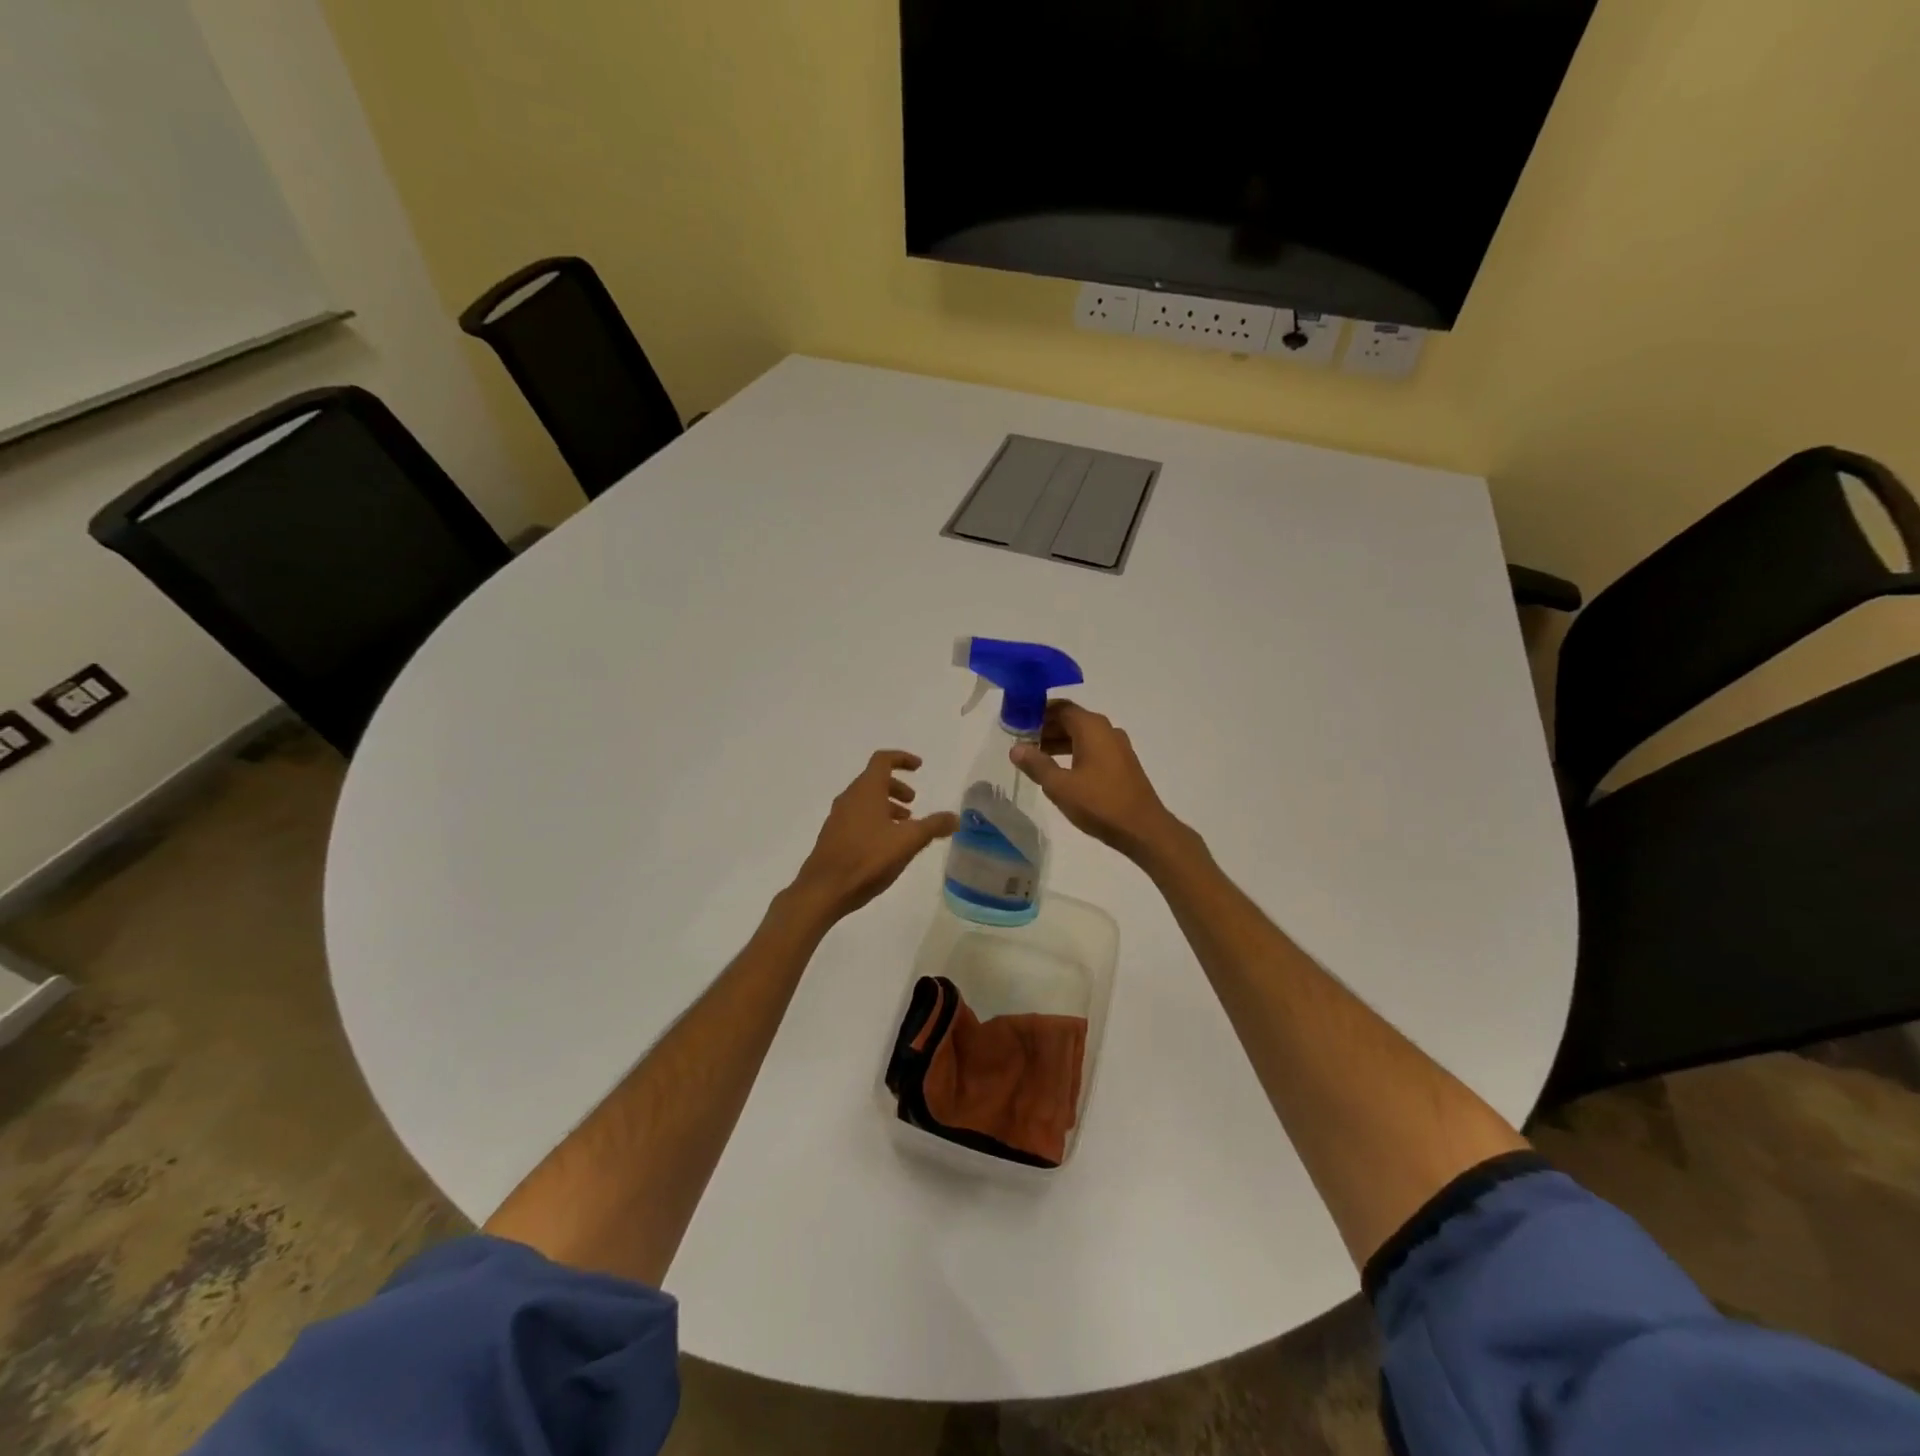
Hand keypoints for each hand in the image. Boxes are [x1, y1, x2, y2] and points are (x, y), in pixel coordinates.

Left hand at [791, 751, 958, 922]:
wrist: (824, 889)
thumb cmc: (868, 858)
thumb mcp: (908, 842)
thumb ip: (933, 826)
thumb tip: (955, 817)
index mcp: (866, 790)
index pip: (883, 760)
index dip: (902, 759)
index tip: (919, 767)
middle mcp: (849, 798)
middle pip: (874, 780)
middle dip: (896, 787)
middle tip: (913, 803)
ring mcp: (838, 817)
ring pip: (865, 801)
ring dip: (886, 806)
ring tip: (904, 826)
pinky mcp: (833, 836)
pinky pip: (857, 818)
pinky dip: (874, 820)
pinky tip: (885, 845)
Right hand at [1011, 701, 1181, 861]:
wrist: (1143, 829)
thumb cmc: (1099, 803)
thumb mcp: (1060, 786)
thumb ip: (1036, 764)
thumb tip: (1016, 748)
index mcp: (1091, 727)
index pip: (1059, 707)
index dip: (1036, 713)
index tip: (1016, 723)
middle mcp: (1106, 729)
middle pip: (1070, 719)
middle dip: (1045, 728)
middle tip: (1021, 742)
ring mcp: (1117, 746)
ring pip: (1081, 735)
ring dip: (1058, 742)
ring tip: (1035, 758)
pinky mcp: (1122, 763)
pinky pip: (1092, 748)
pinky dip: (1073, 752)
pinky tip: (1059, 770)